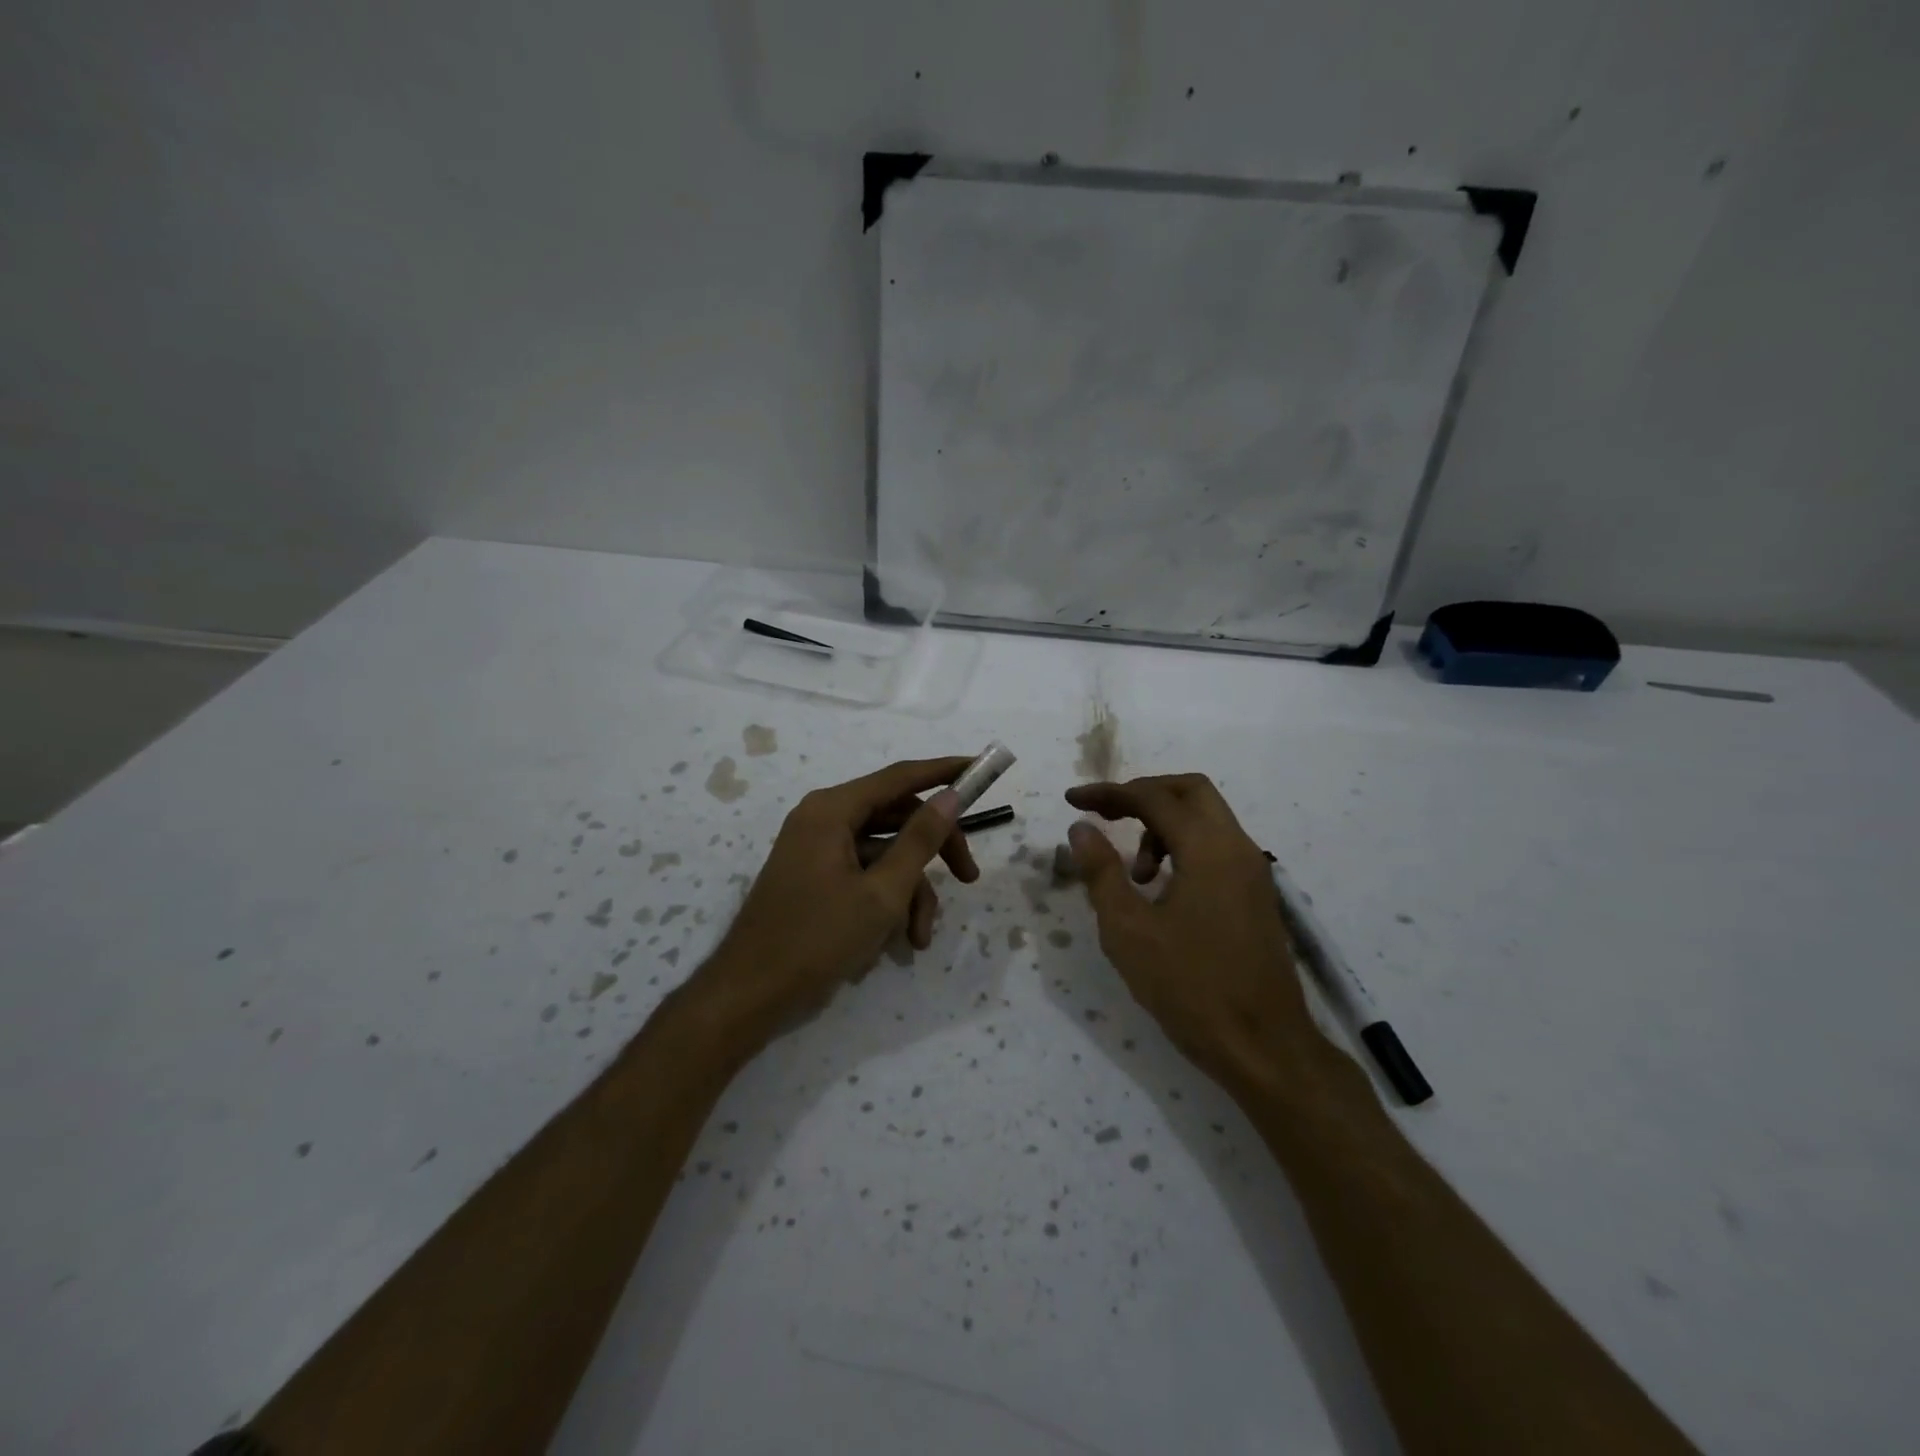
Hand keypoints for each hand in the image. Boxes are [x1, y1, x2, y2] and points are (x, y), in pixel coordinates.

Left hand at [694, 757, 977, 1045]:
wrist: (750, 994)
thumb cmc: (816, 938)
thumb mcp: (881, 892)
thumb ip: (920, 840)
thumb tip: (951, 796)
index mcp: (832, 810)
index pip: (900, 777)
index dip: (944, 771)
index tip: (981, 768)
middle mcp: (823, 819)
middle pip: (897, 818)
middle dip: (934, 852)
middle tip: (969, 878)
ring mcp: (818, 849)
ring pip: (885, 854)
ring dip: (910, 891)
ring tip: (920, 937)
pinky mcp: (817, 877)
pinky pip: (864, 874)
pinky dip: (886, 902)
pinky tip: (897, 941)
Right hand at [1065, 774, 1319, 1094]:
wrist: (1264, 1047)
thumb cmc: (1190, 987)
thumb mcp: (1128, 930)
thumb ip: (1101, 872)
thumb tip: (1081, 829)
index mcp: (1208, 849)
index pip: (1154, 798)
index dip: (1109, 793)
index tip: (1072, 801)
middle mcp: (1237, 848)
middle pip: (1190, 791)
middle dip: (1143, 795)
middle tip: (1106, 815)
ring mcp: (1252, 872)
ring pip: (1206, 819)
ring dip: (1163, 826)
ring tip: (1133, 874)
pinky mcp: (1256, 896)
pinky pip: (1216, 848)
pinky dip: (1183, 848)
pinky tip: (1160, 892)